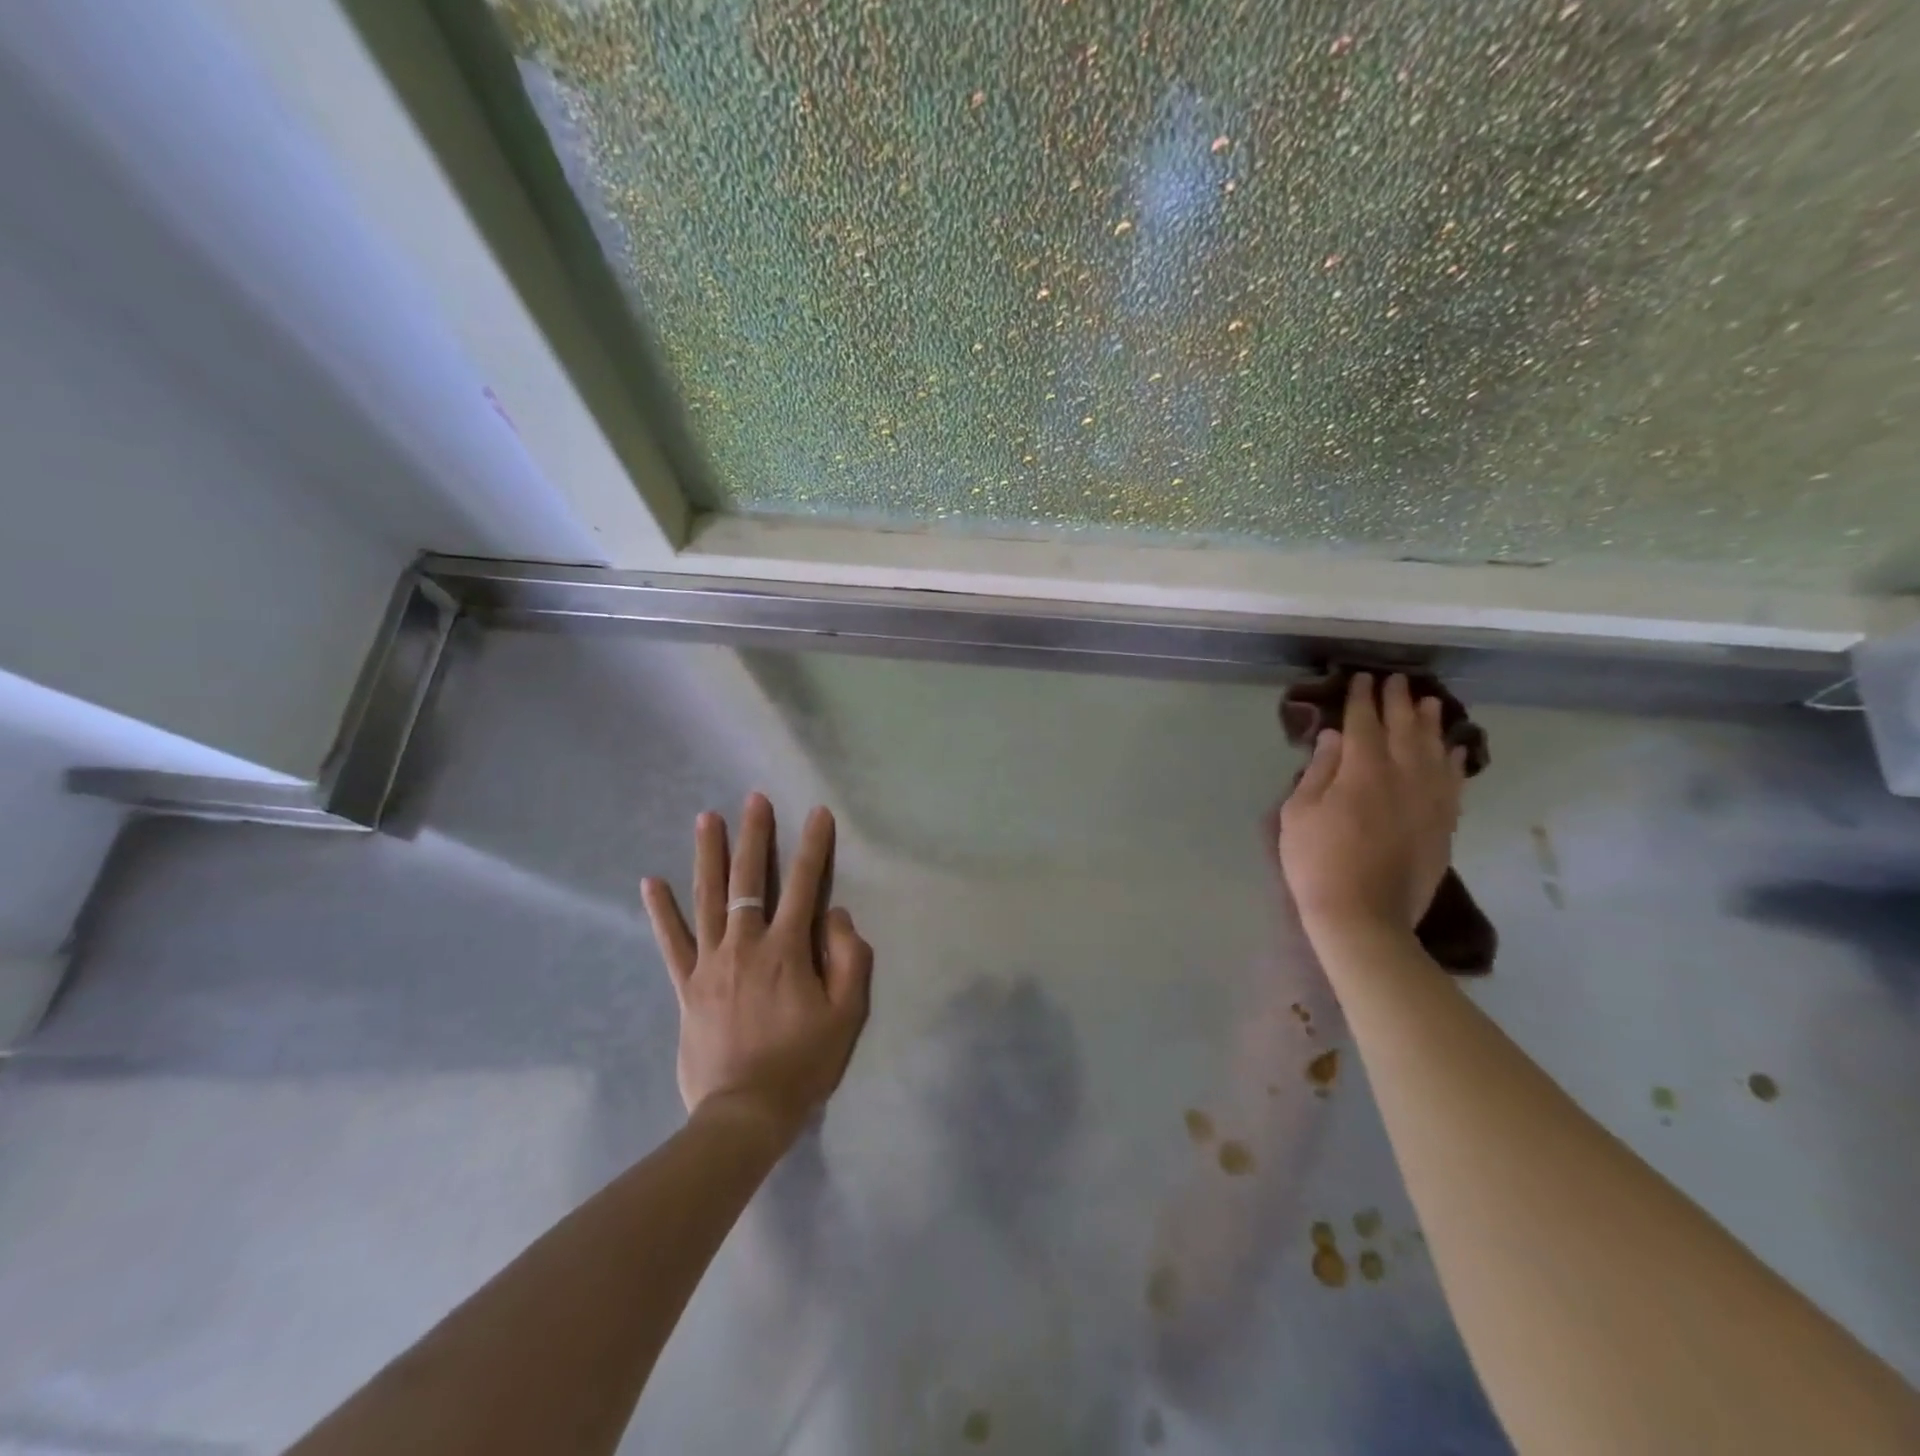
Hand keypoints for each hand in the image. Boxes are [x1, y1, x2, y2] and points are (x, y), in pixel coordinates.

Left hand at [642, 793, 872, 1146]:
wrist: (745, 1114)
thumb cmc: (803, 1063)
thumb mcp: (847, 1014)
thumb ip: (849, 959)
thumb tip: (837, 916)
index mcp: (788, 950)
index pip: (804, 885)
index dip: (813, 847)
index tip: (817, 814)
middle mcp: (746, 945)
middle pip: (749, 880)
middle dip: (754, 836)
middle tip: (753, 799)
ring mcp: (711, 964)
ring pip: (708, 899)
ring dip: (709, 855)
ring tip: (706, 818)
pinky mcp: (687, 986)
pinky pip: (671, 942)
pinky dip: (661, 911)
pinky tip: (651, 882)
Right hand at [1279, 674, 1466, 940]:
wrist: (1364, 916)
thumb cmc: (1317, 862)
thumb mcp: (1299, 813)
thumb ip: (1318, 771)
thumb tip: (1335, 737)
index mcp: (1362, 772)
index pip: (1364, 724)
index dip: (1362, 699)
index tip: (1362, 678)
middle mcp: (1402, 777)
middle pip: (1404, 730)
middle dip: (1399, 702)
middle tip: (1397, 681)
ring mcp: (1429, 801)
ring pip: (1434, 751)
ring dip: (1431, 724)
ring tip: (1430, 703)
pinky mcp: (1443, 825)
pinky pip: (1453, 782)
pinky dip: (1453, 761)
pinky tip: (1453, 750)